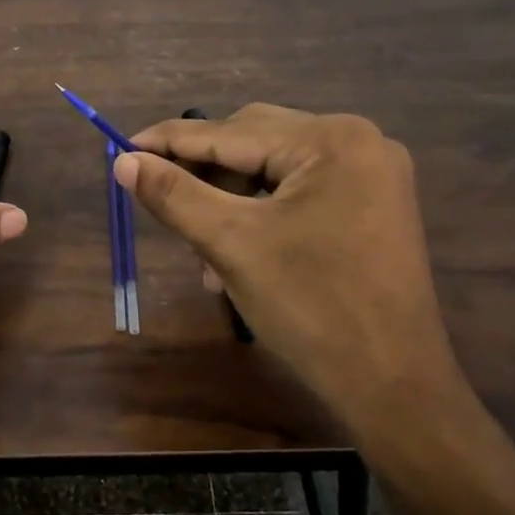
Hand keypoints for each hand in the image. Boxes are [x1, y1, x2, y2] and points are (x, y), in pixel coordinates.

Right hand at [115, 104, 469, 444]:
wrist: (392, 383)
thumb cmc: (310, 307)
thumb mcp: (231, 244)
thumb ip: (174, 195)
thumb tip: (124, 162)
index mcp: (331, 139)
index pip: (231, 132)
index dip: (171, 141)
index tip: (123, 149)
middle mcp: (359, 142)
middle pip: (256, 143)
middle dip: (205, 177)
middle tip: (161, 202)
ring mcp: (373, 175)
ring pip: (275, 171)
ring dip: (232, 203)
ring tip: (204, 253)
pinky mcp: (373, 207)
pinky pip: (301, 194)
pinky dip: (263, 216)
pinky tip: (239, 255)